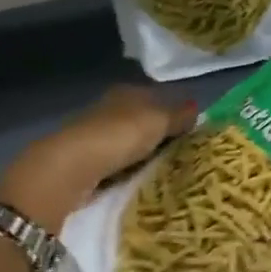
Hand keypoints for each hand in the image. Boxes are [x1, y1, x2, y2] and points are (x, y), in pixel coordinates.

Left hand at [0, 85, 195, 232]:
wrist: (73, 167)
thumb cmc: (119, 135)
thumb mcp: (157, 122)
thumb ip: (178, 116)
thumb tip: (198, 107)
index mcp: (126, 92)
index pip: (155, 96)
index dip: (173, 110)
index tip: (191, 128)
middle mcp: (110, 108)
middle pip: (141, 119)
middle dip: (158, 133)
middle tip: (184, 152)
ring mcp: (96, 135)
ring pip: (128, 141)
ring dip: (143, 153)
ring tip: (167, 169)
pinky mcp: (87, 161)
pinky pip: (117, 162)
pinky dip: (129, 169)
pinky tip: (141, 179)